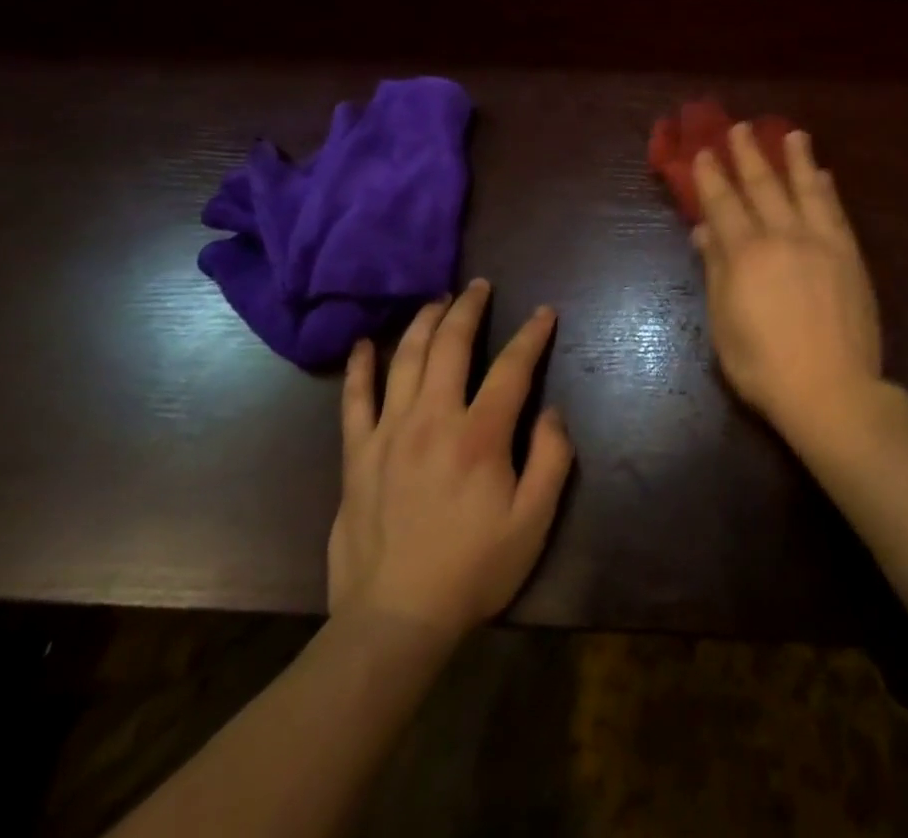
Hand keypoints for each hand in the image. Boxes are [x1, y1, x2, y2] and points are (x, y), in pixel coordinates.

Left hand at [328, 279, 573, 639]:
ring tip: (437, 300)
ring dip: (423, 323)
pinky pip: (355, 400)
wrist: (394, 621)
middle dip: (469, 308)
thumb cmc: (473, 569)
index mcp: (480, 435)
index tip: (544, 313)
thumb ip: (552, 459)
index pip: (511, 368)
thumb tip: (552, 412)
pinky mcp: (357, 455)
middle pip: (450, 346)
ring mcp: (388, 434)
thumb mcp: (534, 522)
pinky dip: (360, 368)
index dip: (531, 335)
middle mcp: (432, 420)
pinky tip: (364, 344)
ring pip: (404, 359)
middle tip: (480, 286)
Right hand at [692, 124, 883, 445]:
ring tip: (792, 134)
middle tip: (741, 128)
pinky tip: (824, 175)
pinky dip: (827, 190)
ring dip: (796, 158)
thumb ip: (715, 272)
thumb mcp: (724, 324)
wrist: (831, 389)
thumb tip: (704, 232)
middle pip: (762, 185)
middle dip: (749, 154)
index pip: (723, 204)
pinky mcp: (849, 254)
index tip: (705, 152)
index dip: (711, 177)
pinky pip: (835, 211)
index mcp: (745, 254)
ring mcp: (820, 242)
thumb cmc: (764, 366)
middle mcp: (782, 236)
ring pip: (805, 188)